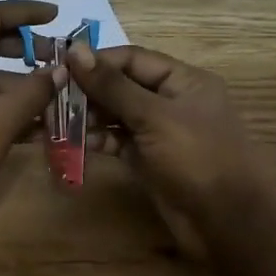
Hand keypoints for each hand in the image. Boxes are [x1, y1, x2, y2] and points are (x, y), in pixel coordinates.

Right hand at [64, 42, 263, 252]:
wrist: (225, 224)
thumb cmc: (196, 158)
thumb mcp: (154, 116)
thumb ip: (112, 85)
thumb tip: (75, 51)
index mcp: (183, 80)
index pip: (132, 58)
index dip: (96, 61)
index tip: (59, 67)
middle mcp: (170, 100)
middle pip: (121, 85)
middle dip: (87, 91)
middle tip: (50, 97)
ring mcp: (158, 131)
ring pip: (115, 114)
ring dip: (86, 116)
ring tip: (53, 120)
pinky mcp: (147, 158)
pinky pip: (116, 141)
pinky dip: (95, 140)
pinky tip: (69, 142)